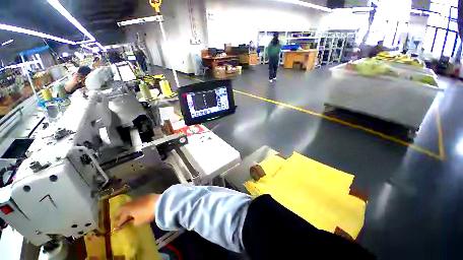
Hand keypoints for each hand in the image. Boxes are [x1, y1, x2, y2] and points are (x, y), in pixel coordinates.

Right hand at [115, 193, 159, 226]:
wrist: (159, 203)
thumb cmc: (146, 214)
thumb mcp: (138, 222)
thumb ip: (133, 223)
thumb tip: (132, 221)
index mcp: (126, 208)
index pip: (119, 214)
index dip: (117, 220)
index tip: (115, 224)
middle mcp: (131, 201)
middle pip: (124, 207)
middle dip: (122, 213)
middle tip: (121, 218)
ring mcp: (139, 197)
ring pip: (131, 203)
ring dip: (130, 208)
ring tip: (130, 213)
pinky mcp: (147, 196)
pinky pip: (139, 201)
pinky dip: (137, 205)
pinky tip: (139, 208)